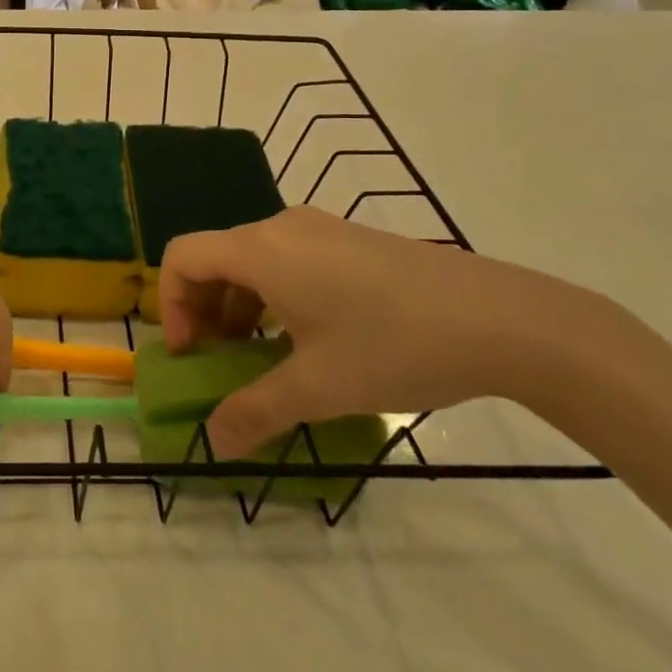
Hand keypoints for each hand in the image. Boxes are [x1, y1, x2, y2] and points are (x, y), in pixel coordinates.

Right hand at [159, 206, 589, 457]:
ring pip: (253, 259)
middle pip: (215, 257)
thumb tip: (214, 444)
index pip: (182, 256)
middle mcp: (281, 227)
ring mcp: (320, 229)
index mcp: (261, 250)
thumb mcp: (318, 388)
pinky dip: (274, 294)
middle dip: (202, 310)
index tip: (191, 355)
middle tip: (218, 361)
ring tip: (261, 355)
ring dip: (238, 305)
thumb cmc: (393, 345)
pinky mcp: (350, 240)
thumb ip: (255, 412)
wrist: (501, 319)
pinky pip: (288, 259)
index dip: (170, 304)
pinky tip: (307, 337)